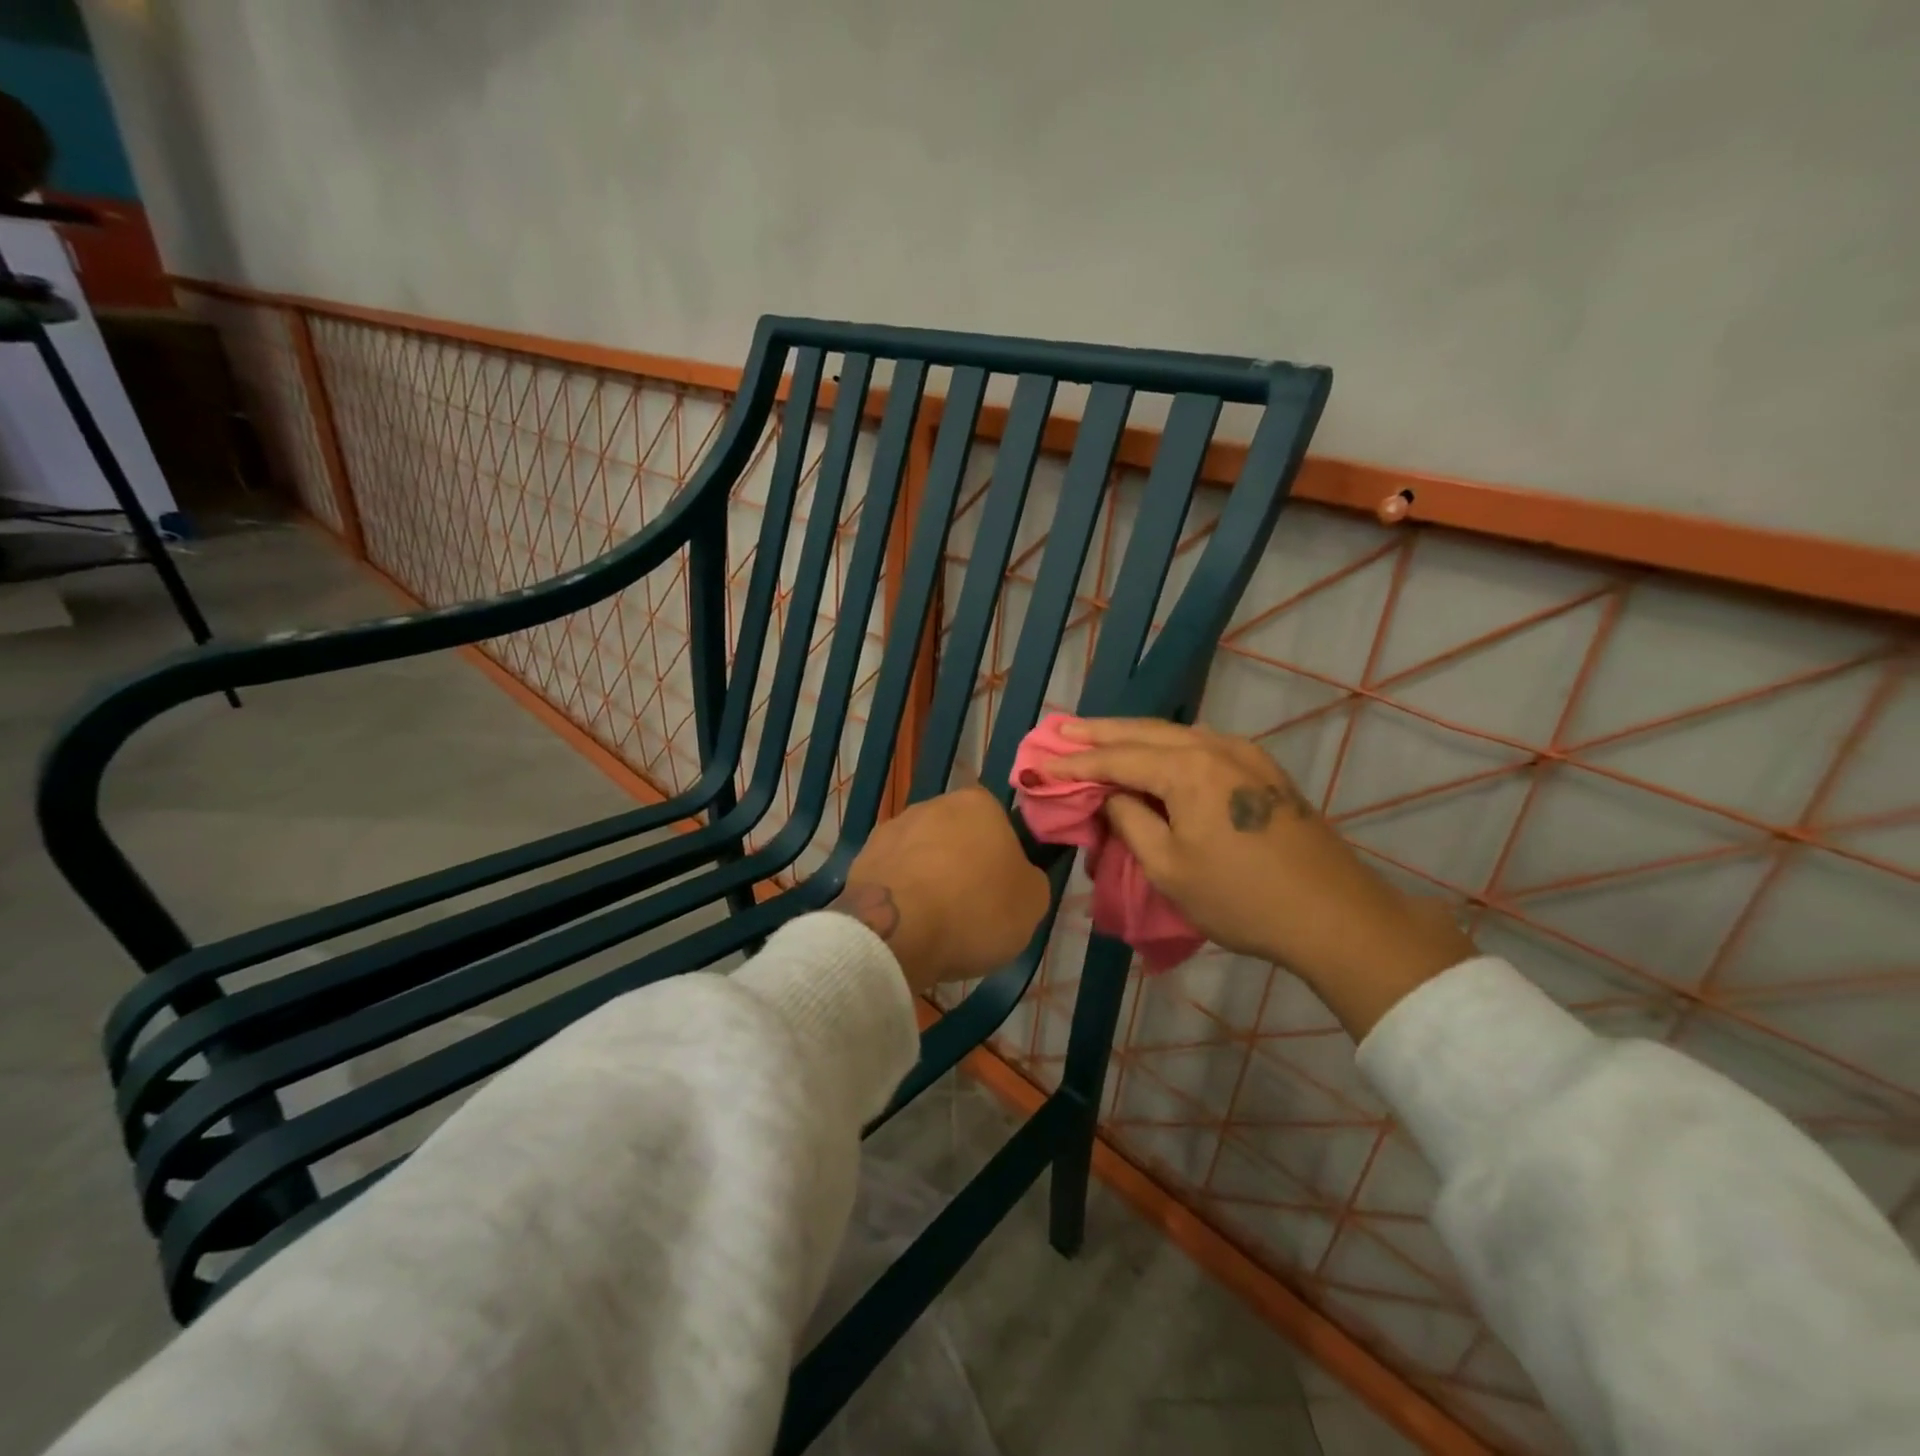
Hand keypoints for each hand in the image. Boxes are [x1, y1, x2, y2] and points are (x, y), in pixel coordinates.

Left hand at [829, 787, 1050, 996]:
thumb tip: (1019, 877)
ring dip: (928, 880)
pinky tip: (907, 927)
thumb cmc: (975, 909)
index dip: (1001, 858)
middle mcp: (931, 805)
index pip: (997, 823)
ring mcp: (891, 830)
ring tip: (935, 924)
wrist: (897, 931)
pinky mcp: (860, 860)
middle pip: (956, 836)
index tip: (1001, 891)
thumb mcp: (1032, 902)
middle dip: (962, 865)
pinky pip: (892, 878)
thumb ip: (1029, 880)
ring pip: (921, 855)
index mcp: (977, 804)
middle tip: (971, 908)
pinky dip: (901, 897)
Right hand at [1041, 718, 1474, 1037]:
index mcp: (1188, 770)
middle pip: (1145, 733)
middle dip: (1100, 732)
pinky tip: (1155, 752)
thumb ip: (1131, 822)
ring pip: (1176, 735)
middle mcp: (1216, 748)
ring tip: (1098, 737)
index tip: (1041, 765)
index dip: (1076, 764)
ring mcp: (1245, 756)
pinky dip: (1167, 747)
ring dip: (1134, 736)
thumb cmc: (1241, 898)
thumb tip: (1113, 797)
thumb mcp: (1169, 868)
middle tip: (1061, 728)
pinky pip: (1202, 747)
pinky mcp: (1263, 772)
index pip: (1117, 759)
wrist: (1333, 917)